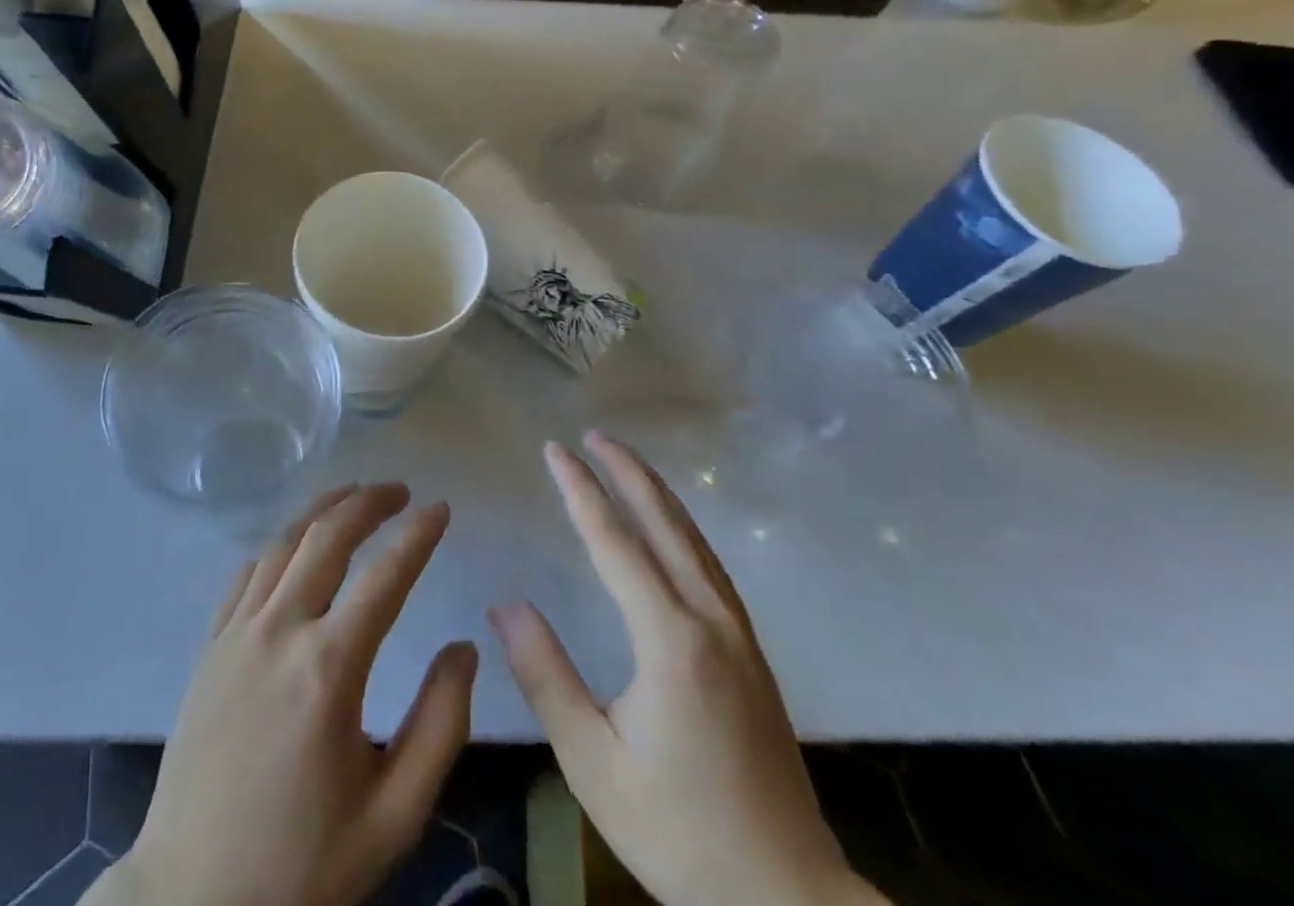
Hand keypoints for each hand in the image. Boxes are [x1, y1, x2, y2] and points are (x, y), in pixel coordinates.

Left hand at [100, 484, 475, 905]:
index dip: (418, 535)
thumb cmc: (303, 866)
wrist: (193, 901)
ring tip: (353, 496)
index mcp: (328, 668)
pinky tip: (295, 546)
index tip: (442, 508)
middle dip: (368, 502)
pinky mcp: (209, 646)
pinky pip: (247, 572)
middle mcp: (279, 630)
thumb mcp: (394, 816)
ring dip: (322, 510)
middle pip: (327, 536)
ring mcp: (236, 633)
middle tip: (400, 491)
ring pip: (283, 542)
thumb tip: (464, 648)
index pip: (385, 576)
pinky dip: (280, 544)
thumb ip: (440, 726)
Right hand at [491, 432, 878, 905]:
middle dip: (627, 472)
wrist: (788, 900)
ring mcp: (739, 635)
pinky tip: (672, 529)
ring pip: (695, 540)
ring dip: (657, 493)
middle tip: (593, 434)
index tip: (555, 449)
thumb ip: (546, 677)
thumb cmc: (681, 832)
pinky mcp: (752, 654)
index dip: (582, 490)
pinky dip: (683, 527)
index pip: (615, 542)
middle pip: (665, 524)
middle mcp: (709, 620)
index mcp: (670, 639)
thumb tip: (505, 604)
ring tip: (626, 462)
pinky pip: (710, 565)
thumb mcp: (594, 763)